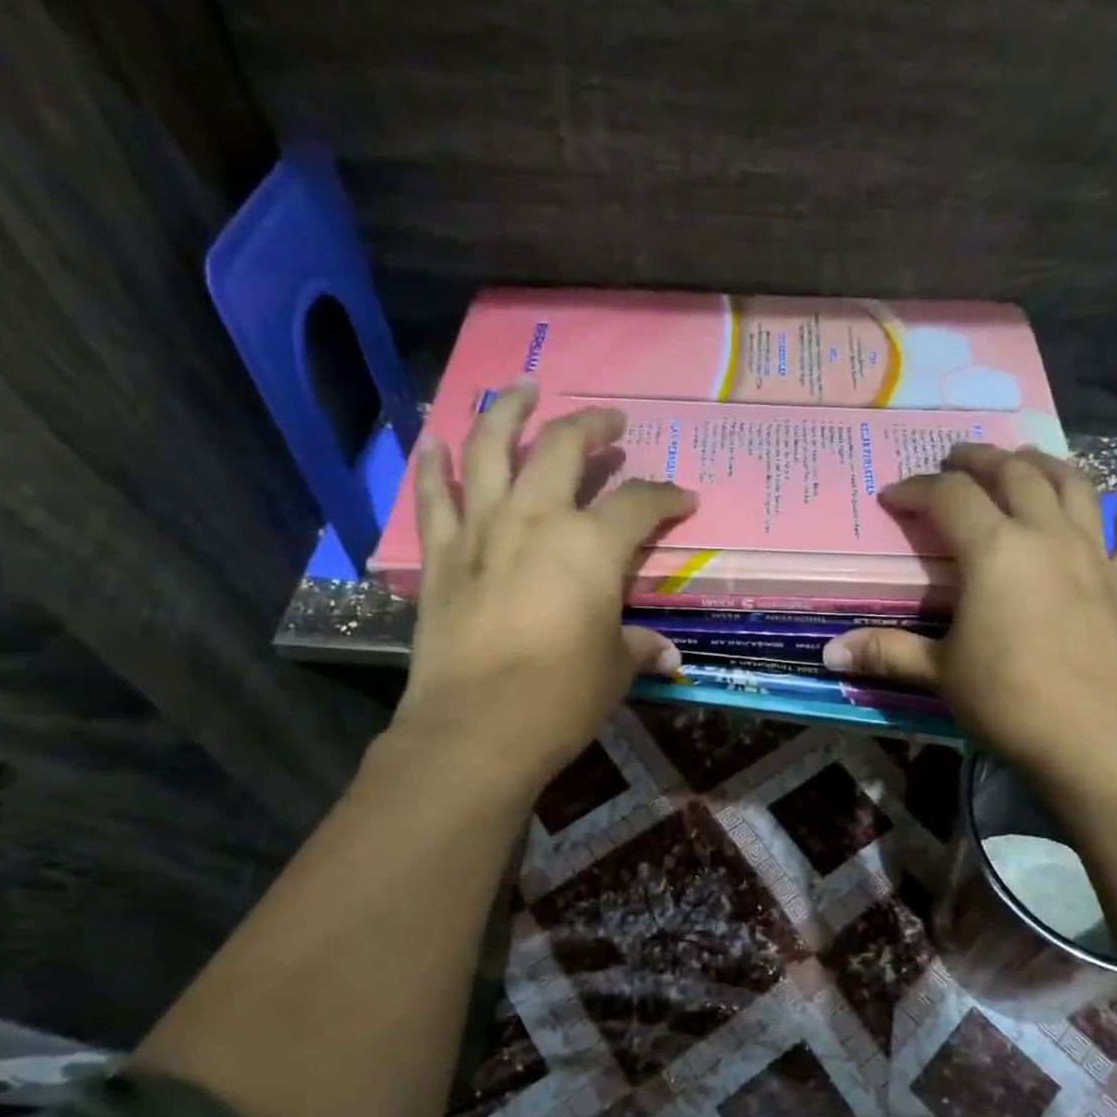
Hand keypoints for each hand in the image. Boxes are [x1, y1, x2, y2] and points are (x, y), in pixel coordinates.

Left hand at [393, 382, 694, 780]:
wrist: (478, 727)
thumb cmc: (561, 697)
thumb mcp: (615, 670)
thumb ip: (639, 648)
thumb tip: (666, 655)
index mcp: (592, 545)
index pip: (640, 504)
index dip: (666, 497)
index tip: (683, 499)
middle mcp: (537, 518)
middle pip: (563, 447)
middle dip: (592, 426)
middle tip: (609, 422)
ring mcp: (482, 530)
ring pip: (489, 447)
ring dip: (507, 410)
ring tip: (523, 389)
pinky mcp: (441, 556)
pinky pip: (433, 497)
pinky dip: (433, 466)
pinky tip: (436, 441)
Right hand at [823, 444, 1116, 784]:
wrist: (1098, 738)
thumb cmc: (1009, 701)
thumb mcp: (940, 674)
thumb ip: (888, 652)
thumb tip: (830, 653)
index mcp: (994, 550)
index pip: (949, 497)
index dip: (916, 489)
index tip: (892, 497)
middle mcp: (1046, 535)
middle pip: (1014, 473)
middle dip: (979, 459)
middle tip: (955, 460)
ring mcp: (1093, 555)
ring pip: (1073, 487)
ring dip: (1045, 465)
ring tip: (1024, 461)